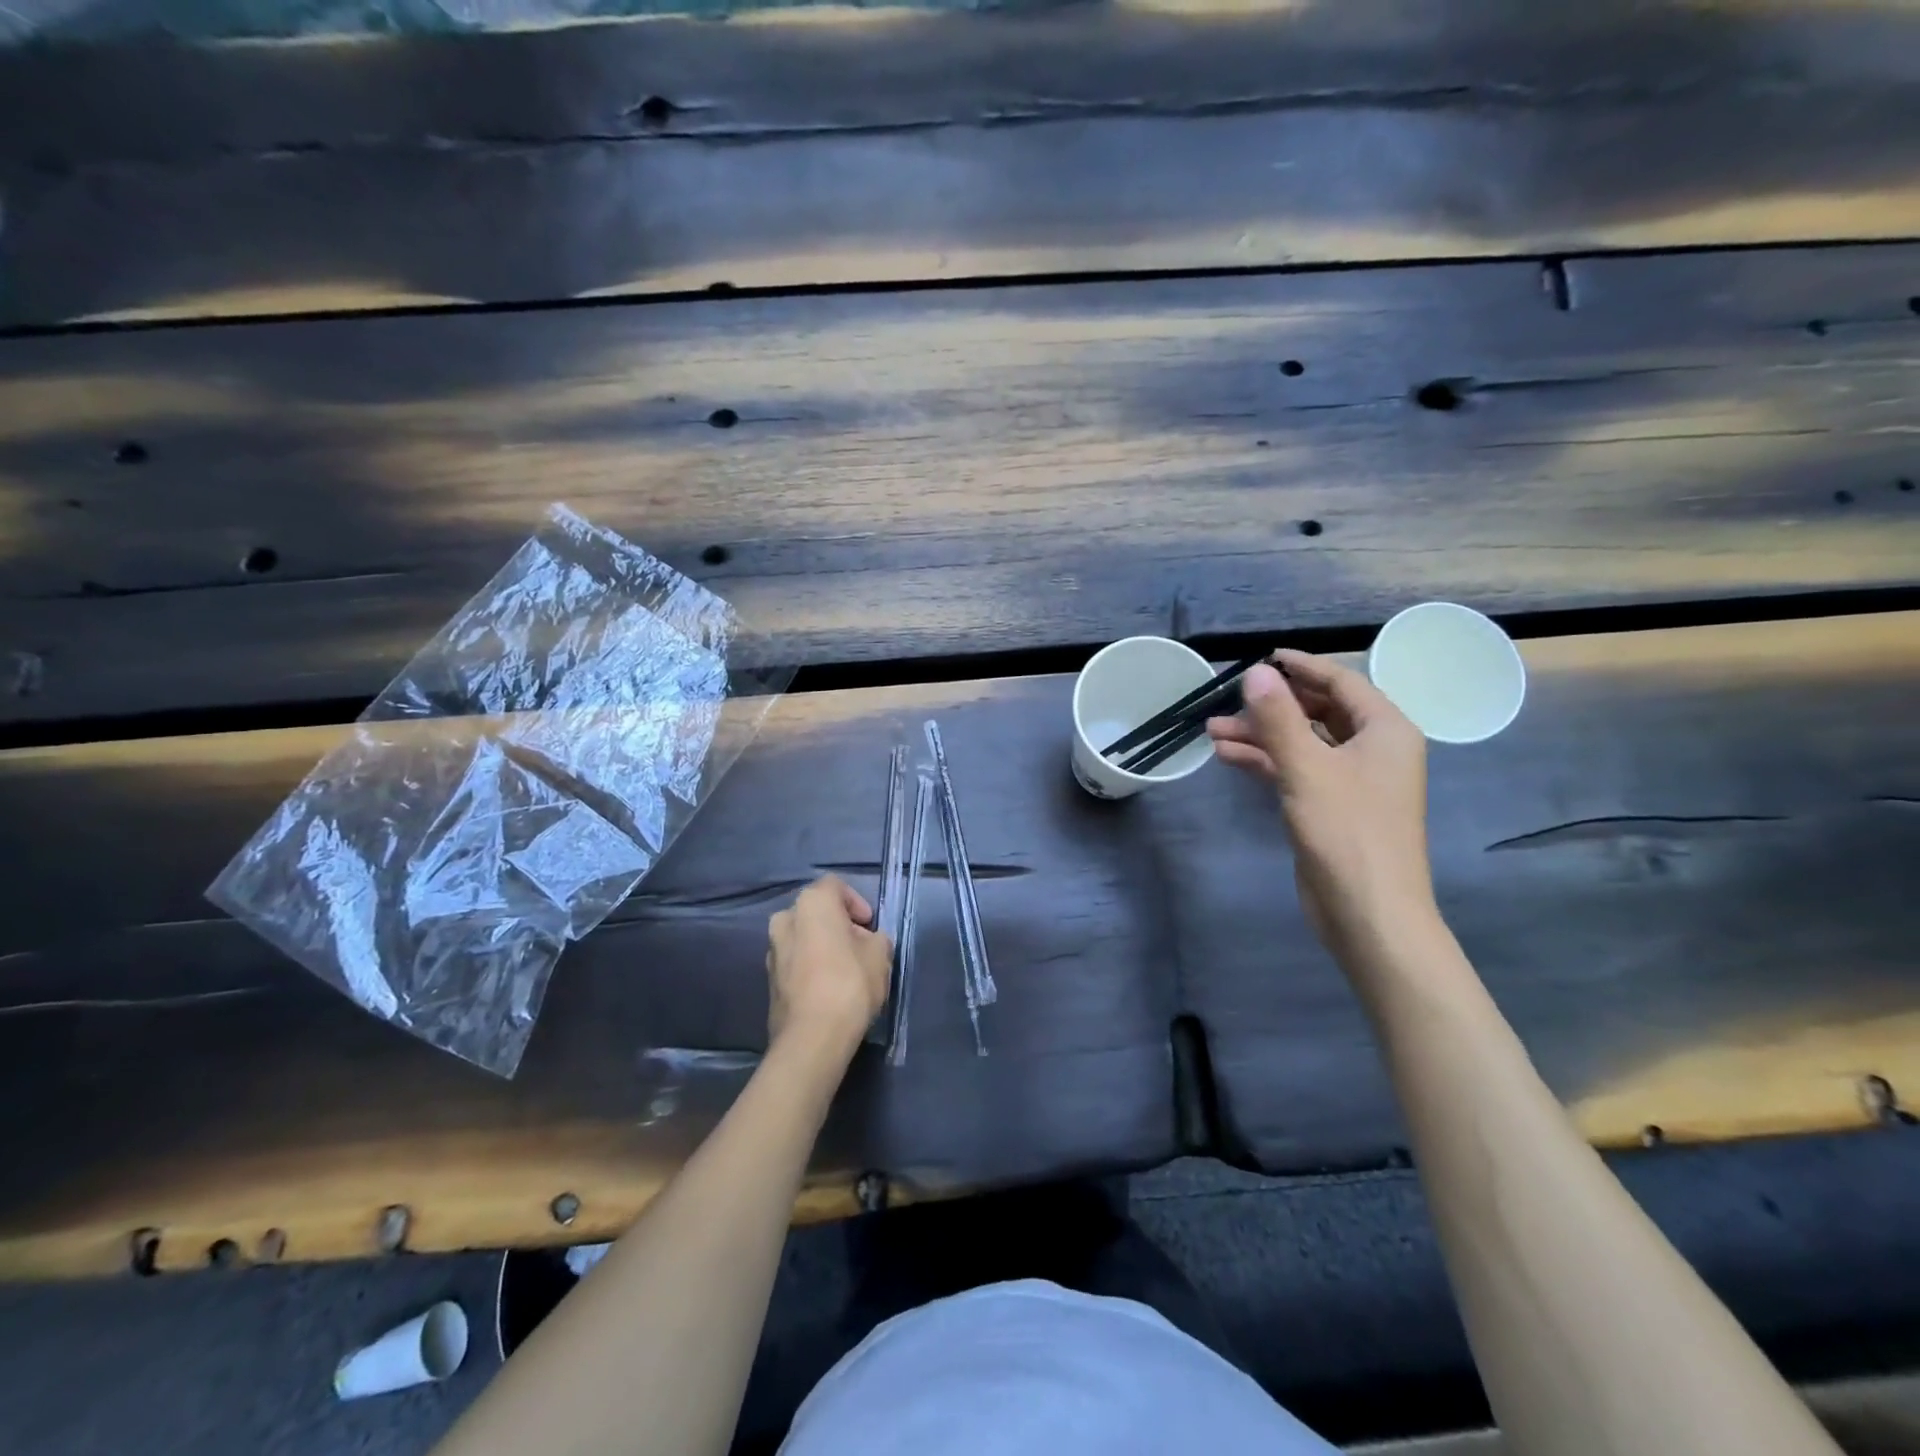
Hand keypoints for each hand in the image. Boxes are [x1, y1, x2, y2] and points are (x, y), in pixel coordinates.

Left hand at [766, 876, 892, 1052]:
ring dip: (823, 946)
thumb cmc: (850, 983)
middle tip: (860, 946)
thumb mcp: (880, 954)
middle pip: (816, 912)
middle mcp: (785, 919)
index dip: (856, 902)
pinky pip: (795, 962)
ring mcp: (772, 950)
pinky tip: (828, 988)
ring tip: (846, 969)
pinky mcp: (768, 980)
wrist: (812, 1037)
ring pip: (803, 937)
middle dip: (838, 924)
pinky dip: (810, 966)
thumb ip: (876, 939)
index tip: (869, 926)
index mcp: (811, 903)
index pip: (835, 886)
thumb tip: (867, 942)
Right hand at [1207, 652, 1434, 957]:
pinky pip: (1296, 770)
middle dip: (1271, 706)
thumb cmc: (1347, 832)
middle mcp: (1373, 749)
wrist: (1369, 912)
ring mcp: (1352, 780)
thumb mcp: (1308, 768)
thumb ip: (1279, 718)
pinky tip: (1228, 757)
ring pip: (1302, 743)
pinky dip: (1265, 761)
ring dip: (1261, 735)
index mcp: (1385, 730)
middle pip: (1318, 712)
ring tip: (1212, 731)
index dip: (1301, 667)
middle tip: (1228, 701)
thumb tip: (1256, 672)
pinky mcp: (1331, 806)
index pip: (1341, 682)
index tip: (1263, 658)